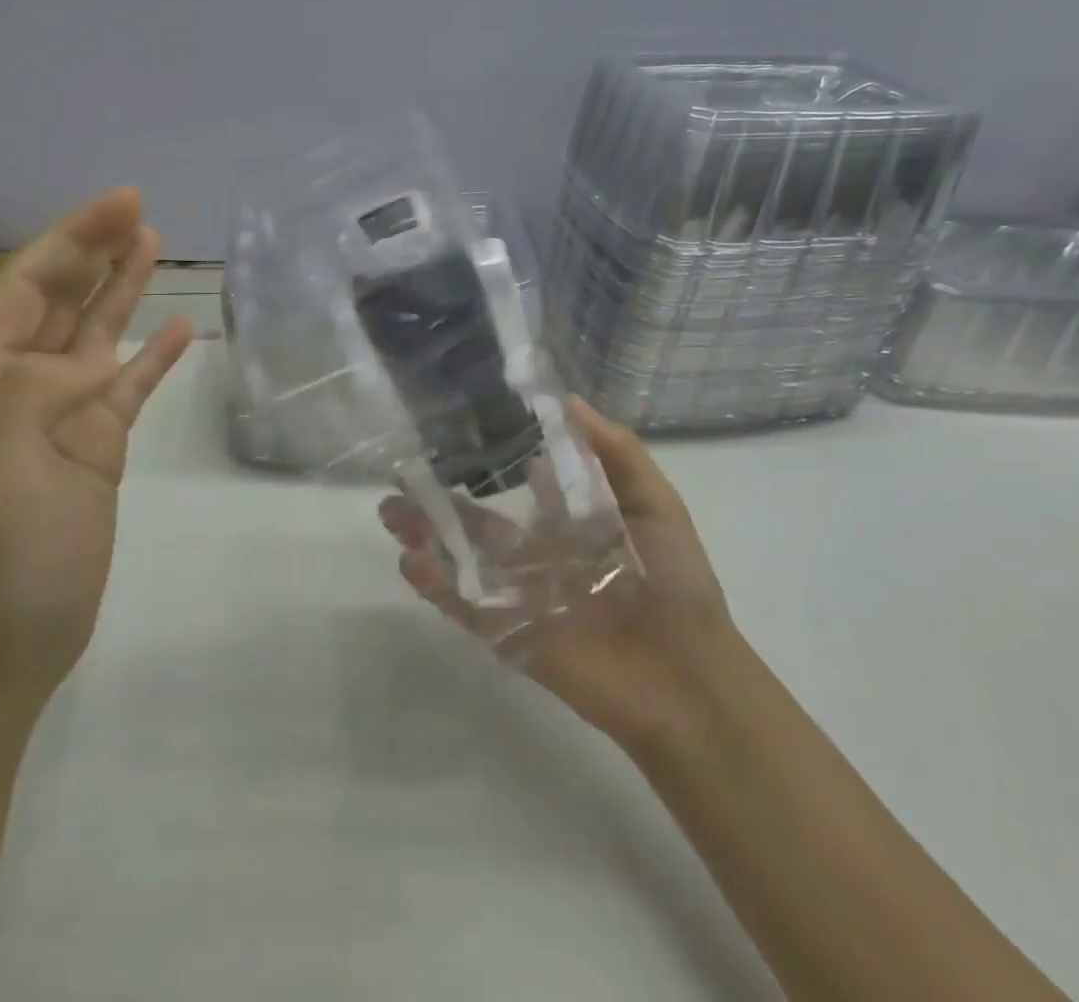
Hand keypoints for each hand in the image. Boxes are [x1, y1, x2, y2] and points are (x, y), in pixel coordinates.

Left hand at [0, 187, 192, 704]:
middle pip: (63, 298)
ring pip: (98, 334)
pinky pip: (131, 385)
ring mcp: (66, 413)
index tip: (121, 205)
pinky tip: (181, 329)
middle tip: (141, 210)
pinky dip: (154, 356)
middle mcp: (24, 383)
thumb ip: (34, 395)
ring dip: (123, 288)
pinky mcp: (101, 443)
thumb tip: (88, 363)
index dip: (73, 240)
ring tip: (155, 243)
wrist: (10, 639)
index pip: (30, 286)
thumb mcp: (0, 469)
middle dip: (96, 250)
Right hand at [378, 399, 738, 751]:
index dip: (484, 462)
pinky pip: (465, 606)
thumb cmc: (676, 584)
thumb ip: (615, 452)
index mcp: (567, 526)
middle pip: (476, 523)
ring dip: (425, 536)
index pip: (517, 487)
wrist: (689, 680)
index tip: (449, 431)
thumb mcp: (655, 504)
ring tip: (389, 513)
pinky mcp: (511, 635)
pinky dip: (436, 585)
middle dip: (438, 501)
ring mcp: (519, 596)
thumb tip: (566, 399)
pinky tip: (409, 561)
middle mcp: (536, 556)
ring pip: (462, 559)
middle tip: (399, 475)